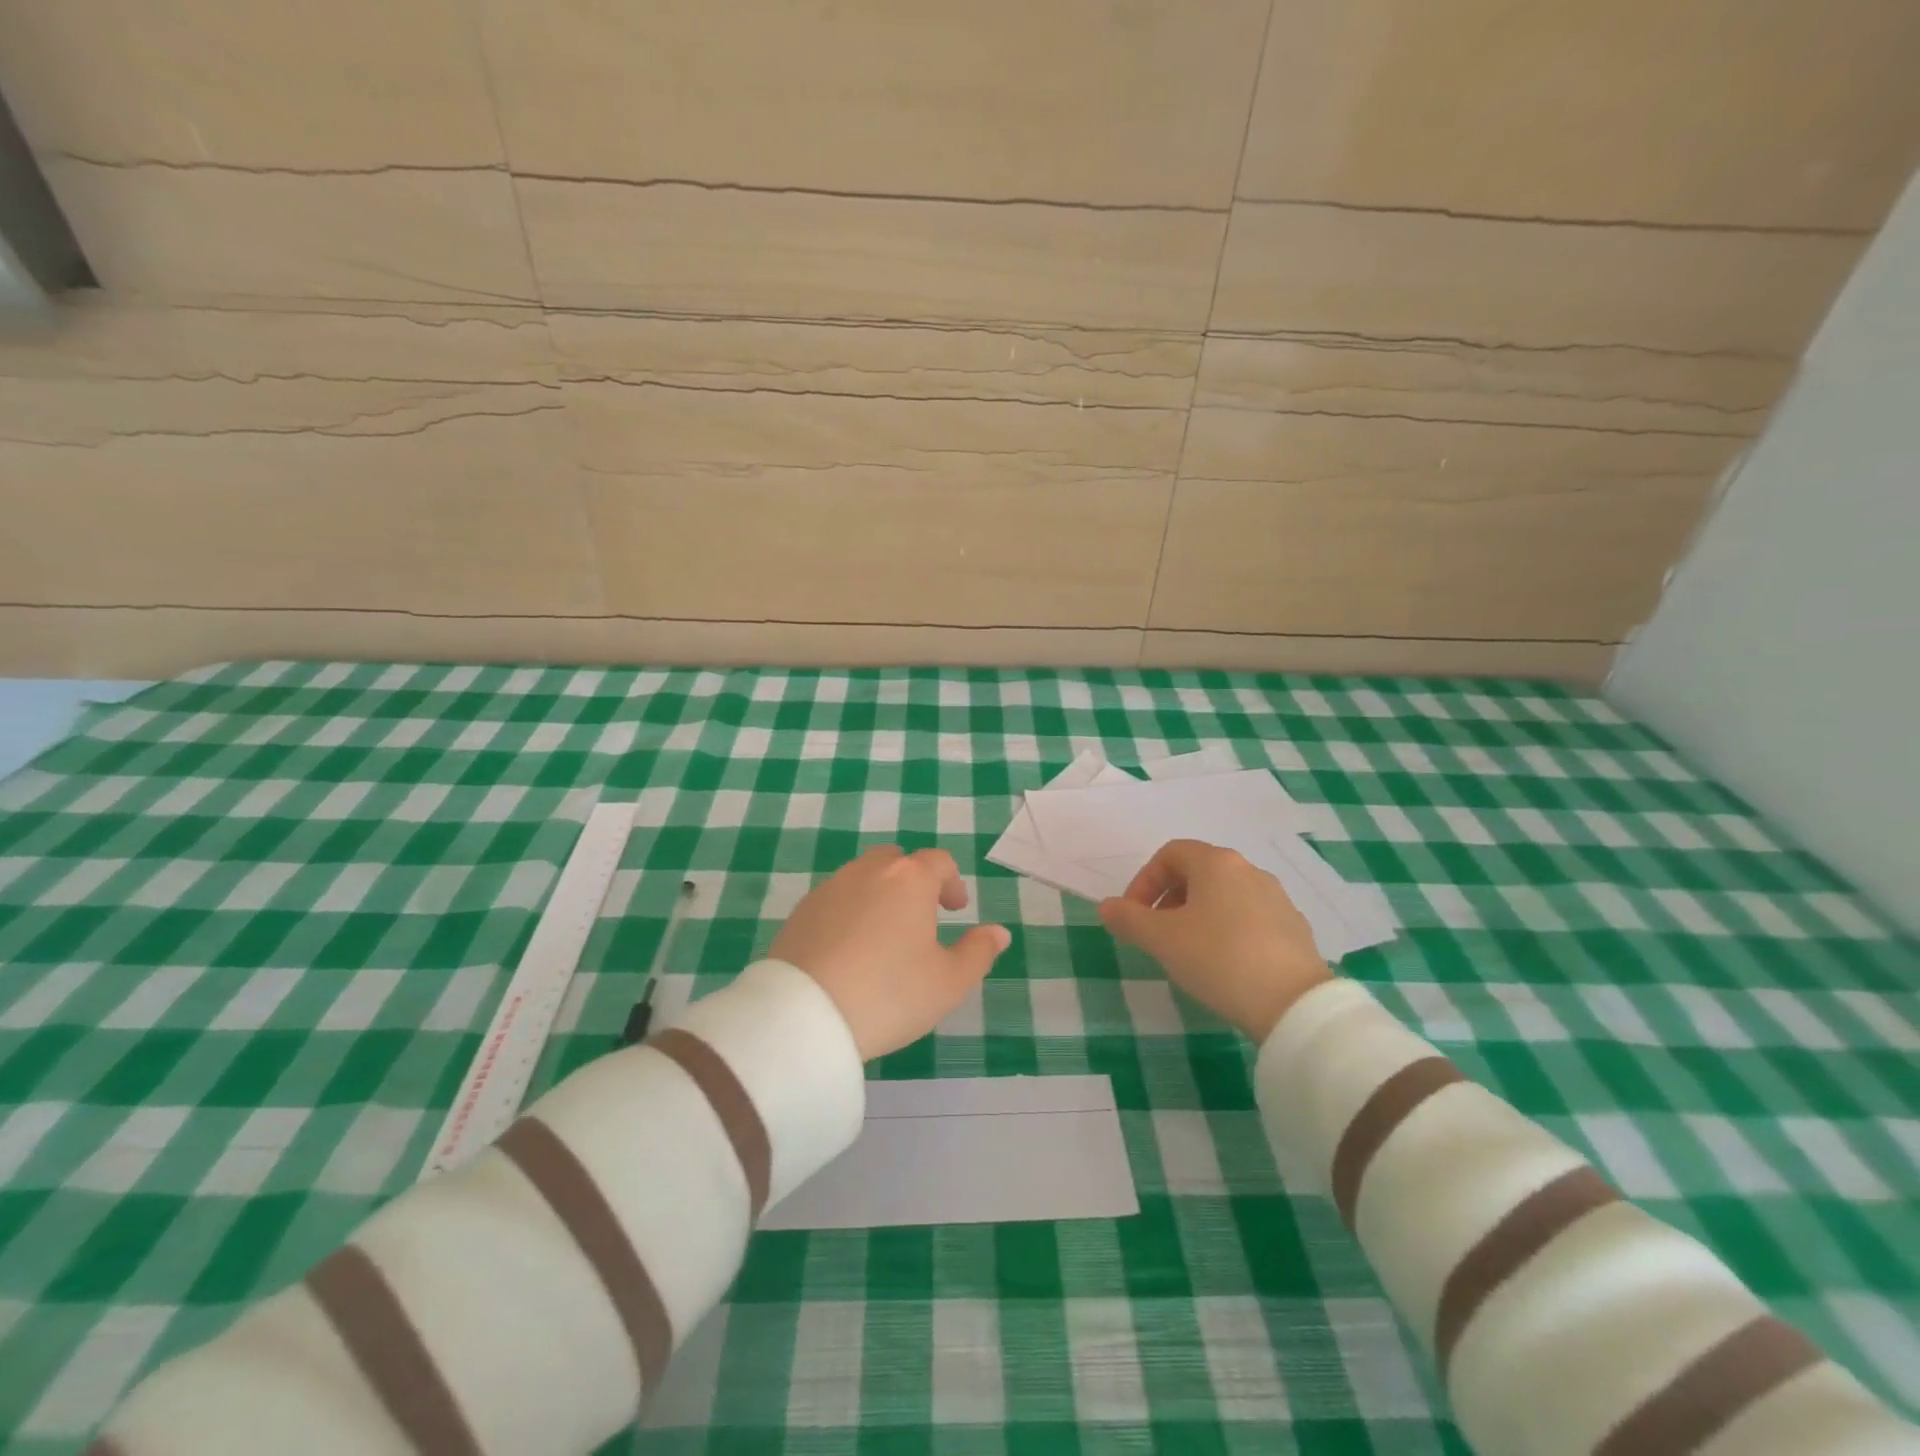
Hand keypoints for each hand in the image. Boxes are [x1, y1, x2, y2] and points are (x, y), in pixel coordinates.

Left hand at [771, 846, 1011, 1059]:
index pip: (939, 861)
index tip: (956, 910)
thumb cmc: (889, 994)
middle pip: (897, 861)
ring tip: (885, 933)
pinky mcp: (800, 911)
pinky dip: (849, 912)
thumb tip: (998, 932)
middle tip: (922, 915)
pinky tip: (849, 948)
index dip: (952, 882)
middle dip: (914, 881)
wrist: (805, 1015)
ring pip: (863, 877)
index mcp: (909, 879)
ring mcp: (830, 888)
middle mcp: (868, 871)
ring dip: (880, 894)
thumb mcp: (948, 982)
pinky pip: (835, 899)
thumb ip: (978, 952)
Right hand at [1099, 839, 1332, 1040]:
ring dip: (1197, 915)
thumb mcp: (1161, 940)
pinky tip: (1224, 965)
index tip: (1134, 916)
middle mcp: (1249, 870)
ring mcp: (1277, 898)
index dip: (1144, 881)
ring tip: (1188, 951)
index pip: (1170, 854)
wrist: (1294, 1004)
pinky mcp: (1294, 928)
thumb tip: (1106, 906)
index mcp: (1216, 863)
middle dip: (1168, 898)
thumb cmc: (1218, 958)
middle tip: (1156, 933)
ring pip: (1224, 896)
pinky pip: (1249, 918)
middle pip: (1198, 872)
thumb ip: (1128, 919)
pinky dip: (1227, 930)